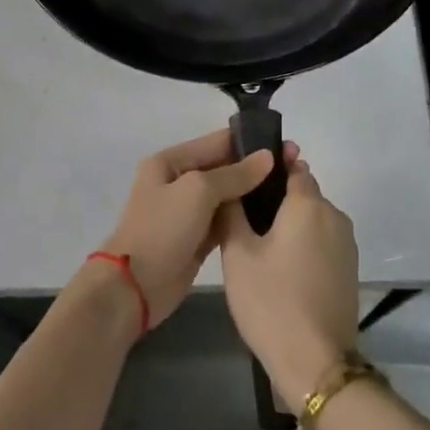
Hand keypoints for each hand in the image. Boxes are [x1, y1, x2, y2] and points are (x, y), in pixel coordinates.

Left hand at [97, 128, 279, 327]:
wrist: (134, 288)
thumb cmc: (162, 229)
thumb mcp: (197, 191)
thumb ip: (234, 174)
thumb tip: (268, 157)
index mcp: (171, 161)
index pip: (217, 142)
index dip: (250, 142)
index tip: (286, 146)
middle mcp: (179, 181)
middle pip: (224, 168)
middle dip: (256, 168)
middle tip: (295, 168)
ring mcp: (188, 212)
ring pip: (227, 195)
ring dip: (253, 193)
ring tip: (290, 190)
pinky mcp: (197, 238)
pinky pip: (226, 220)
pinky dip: (244, 218)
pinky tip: (272, 216)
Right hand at [220, 154, 359, 405]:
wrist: (315, 361)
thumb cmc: (271, 301)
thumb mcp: (238, 254)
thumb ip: (232, 212)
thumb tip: (232, 187)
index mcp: (308, 204)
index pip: (293, 167)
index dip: (272, 167)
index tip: (250, 177)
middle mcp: (334, 215)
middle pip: (305, 194)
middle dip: (279, 200)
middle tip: (246, 220)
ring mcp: (347, 245)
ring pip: (314, 221)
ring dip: (293, 225)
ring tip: (261, 248)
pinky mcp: (350, 271)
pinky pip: (324, 244)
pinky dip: (305, 247)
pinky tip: (283, 270)